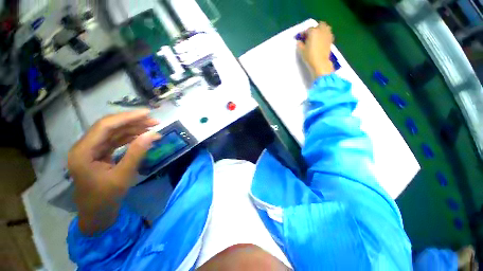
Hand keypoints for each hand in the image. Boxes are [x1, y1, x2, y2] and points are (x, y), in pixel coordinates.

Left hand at [68, 109, 160, 234]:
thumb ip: (137, 153)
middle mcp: (85, 147)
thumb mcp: (123, 176)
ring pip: (114, 133)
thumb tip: (153, 134)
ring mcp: (92, 150)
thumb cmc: (106, 198)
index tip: (147, 113)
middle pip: (110, 127)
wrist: (96, 215)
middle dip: (133, 122)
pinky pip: (116, 141)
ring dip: (133, 129)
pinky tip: (142, 136)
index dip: (127, 117)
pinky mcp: (100, 154)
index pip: (105, 126)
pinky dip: (130, 137)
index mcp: (83, 152)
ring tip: (152, 127)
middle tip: (155, 121)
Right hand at [297, 22, 334, 77]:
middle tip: (309, 36)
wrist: (320, 63)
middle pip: (318, 25)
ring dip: (320, 30)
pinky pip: (327, 33)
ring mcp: (327, 34)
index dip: (303, 34)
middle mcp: (321, 30)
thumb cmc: (310, 56)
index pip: (307, 30)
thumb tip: (299, 41)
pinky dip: (324, 35)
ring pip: (324, 28)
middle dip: (314, 29)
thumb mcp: (302, 51)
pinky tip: (320, 41)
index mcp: (313, 31)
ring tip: (316, 37)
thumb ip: (300, 44)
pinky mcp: (331, 39)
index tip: (300, 38)